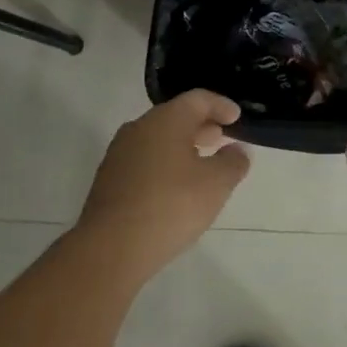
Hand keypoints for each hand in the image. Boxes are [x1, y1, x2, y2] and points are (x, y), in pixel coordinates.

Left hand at [77, 90, 250, 283]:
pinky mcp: (109, 178)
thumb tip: (237, 150)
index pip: (198, 99)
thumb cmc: (171, 206)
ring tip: (202, 164)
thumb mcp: (216, 184)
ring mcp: (120, 153)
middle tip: (222, 139)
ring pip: (158, 138)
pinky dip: (165, 163)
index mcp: (166, 120)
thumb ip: (232, 162)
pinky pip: (144, 159)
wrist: (111, 247)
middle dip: (202, 125)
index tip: (237, 118)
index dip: (221, 106)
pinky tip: (175, 186)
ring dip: (182, 145)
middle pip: (176, 116)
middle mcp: (139, 128)